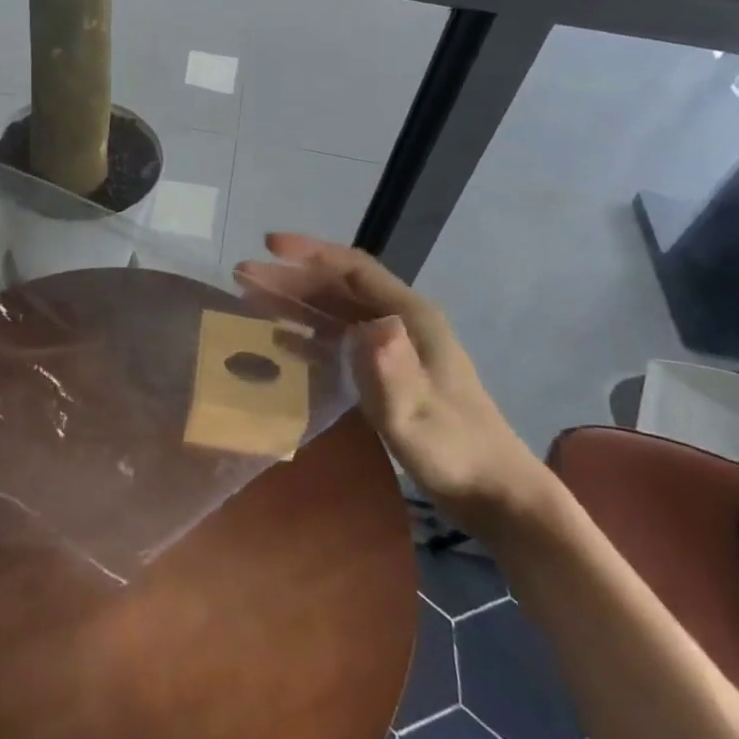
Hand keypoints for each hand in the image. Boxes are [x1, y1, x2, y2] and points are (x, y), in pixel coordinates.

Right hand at [236, 233, 551, 531]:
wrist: (495, 493)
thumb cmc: (455, 451)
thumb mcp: (417, 414)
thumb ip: (392, 371)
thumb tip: (371, 325)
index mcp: (410, 316)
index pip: (353, 268)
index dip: (310, 253)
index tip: (268, 245)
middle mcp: (402, 321)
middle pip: (338, 287)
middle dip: (291, 278)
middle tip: (243, 276)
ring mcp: (397, 347)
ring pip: (337, 311)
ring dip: (297, 302)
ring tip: (252, 299)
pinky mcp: (390, 372)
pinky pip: (341, 339)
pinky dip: (310, 332)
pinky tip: (284, 339)